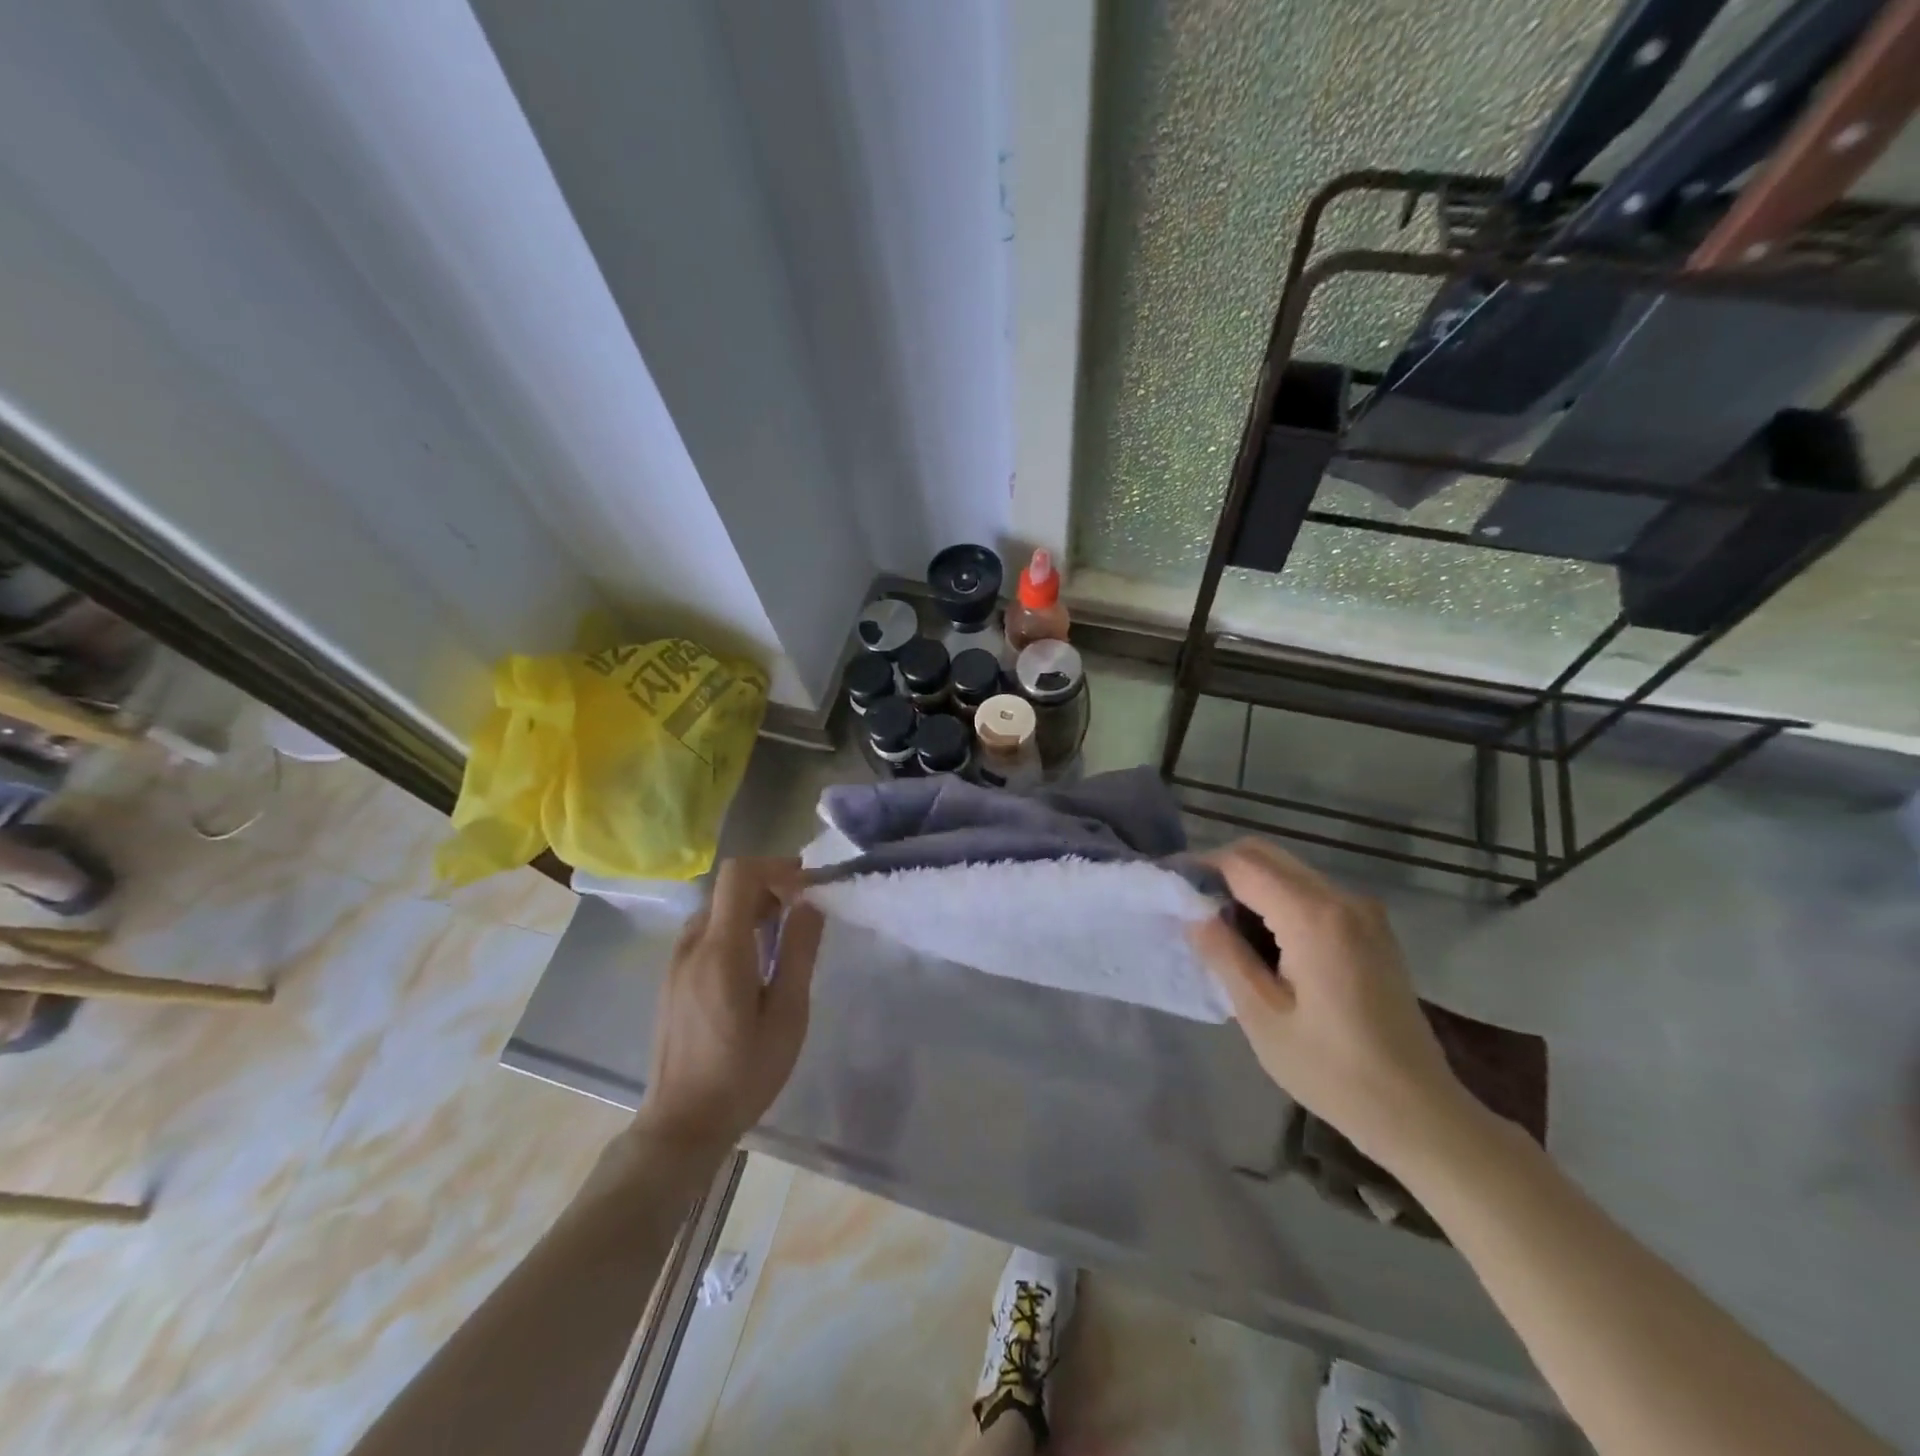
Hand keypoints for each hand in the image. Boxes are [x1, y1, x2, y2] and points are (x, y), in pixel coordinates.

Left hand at [634, 857, 823, 1155]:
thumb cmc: (743, 1074)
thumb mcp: (787, 1016)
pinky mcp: (671, 979)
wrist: (681, 1125)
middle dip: (769, 887)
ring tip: (784, 941)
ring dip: (752, 909)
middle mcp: (691, 945)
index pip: (738, 874)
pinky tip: (755, 965)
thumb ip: (799, 952)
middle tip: (804, 914)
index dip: (775, 867)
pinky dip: (734, 929)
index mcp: (721, 950)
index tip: (807, 886)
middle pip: (727, 888)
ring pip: (716, 909)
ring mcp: (675, 962)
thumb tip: (811, 903)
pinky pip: (705, 933)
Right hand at [1188, 839, 1477, 1174]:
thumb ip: (1223, 953)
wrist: (1419, 1111)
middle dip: (1222, 871)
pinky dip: (1276, 899)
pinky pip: (1310, 891)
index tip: (1170, 888)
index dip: (1201, 867)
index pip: (1242, 863)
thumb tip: (1192, 910)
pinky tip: (1263, 942)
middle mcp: (1342, 899)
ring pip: (1287, 870)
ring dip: (1249, 886)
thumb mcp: (1261, 1016)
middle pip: (1266, 855)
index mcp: (1314, 917)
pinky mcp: (1370, 927)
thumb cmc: (1332, 1071)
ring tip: (1222, 930)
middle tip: (1192, 909)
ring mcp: (1362, 911)